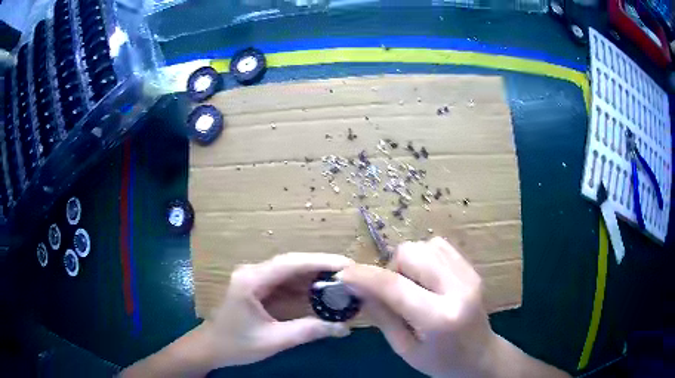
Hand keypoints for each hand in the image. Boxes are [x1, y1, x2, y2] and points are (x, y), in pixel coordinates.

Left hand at [201, 252, 353, 368]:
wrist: (211, 347)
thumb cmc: (236, 344)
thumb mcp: (274, 340)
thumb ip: (308, 331)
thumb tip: (344, 328)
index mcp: (251, 280)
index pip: (290, 263)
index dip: (321, 261)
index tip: (347, 264)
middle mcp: (252, 272)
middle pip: (291, 263)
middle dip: (321, 266)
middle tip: (350, 272)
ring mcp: (253, 278)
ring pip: (289, 271)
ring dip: (313, 275)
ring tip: (341, 280)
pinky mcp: (256, 286)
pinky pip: (284, 281)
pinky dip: (303, 285)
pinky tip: (320, 290)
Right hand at [339, 237, 492, 377]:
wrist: (480, 356)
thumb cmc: (440, 361)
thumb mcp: (404, 348)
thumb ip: (382, 315)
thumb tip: (356, 287)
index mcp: (439, 318)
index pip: (394, 287)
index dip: (364, 276)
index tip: (343, 275)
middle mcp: (458, 289)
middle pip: (411, 253)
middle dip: (392, 268)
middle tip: (394, 293)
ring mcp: (469, 275)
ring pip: (424, 245)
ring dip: (409, 263)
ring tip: (413, 287)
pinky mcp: (472, 268)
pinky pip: (439, 246)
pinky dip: (425, 258)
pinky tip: (427, 280)